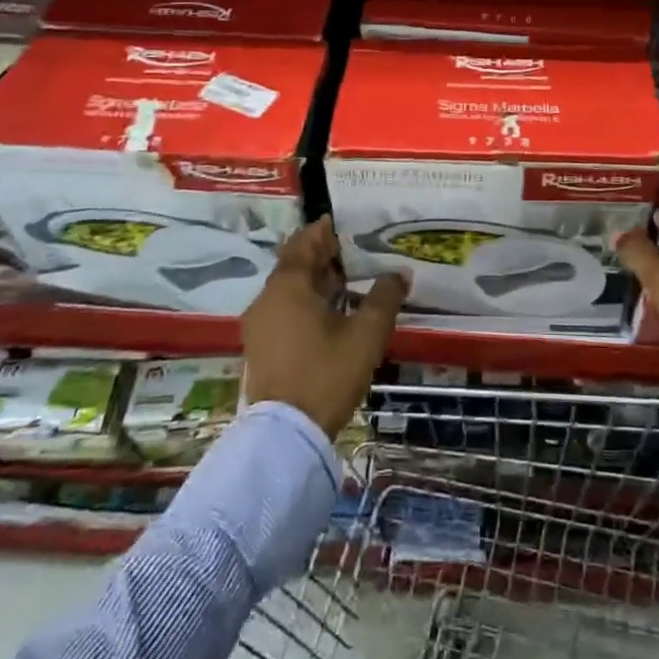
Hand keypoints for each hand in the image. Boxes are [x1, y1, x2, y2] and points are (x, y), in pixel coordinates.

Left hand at [242, 216, 407, 437]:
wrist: (285, 435)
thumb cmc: (326, 373)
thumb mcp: (366, 334)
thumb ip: (384, 298)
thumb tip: (399, 273)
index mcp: (288, 285)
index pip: (304, 243)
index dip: (324, 231)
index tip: (344, 224)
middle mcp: (267, 297)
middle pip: (293, 264)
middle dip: (321, 255)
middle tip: (351, 252)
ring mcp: (259, 324)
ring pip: (287, 288)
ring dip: (313, 280)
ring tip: (345, 282)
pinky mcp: (259, 347)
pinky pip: (282, 309)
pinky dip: (303, 302)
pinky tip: (327, 314)